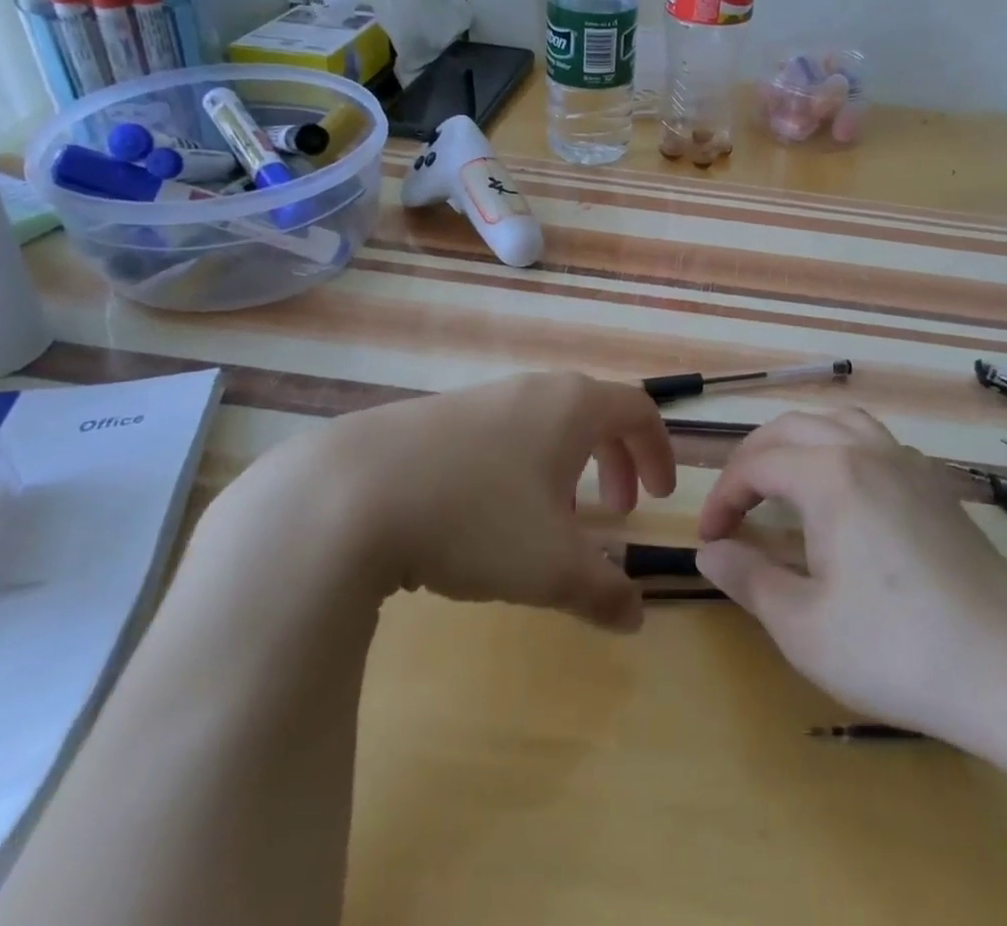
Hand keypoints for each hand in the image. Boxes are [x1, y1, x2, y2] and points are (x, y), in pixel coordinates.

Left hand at [212, 372, 675, 633]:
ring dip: (564, 468)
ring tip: (550, 522)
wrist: (347, 497)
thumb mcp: (551, 568)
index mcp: (572, 406)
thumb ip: (604, 592)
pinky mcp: (433, 419)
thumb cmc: (476, 518)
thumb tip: (636, 616)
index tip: (659, 496)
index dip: (658, 452)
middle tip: (615, 510)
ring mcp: (478, 399)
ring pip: (543, 426)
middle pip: (593, 413)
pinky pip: (500, 436)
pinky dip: (519, 469)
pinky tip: (485, 519)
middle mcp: (531, 390)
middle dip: (615, 460)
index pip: (638, 410)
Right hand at [695, 409, 1006, 768]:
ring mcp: (909, 463)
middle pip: (793, 428)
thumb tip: (708, 550)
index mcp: (830, 474)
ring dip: (799, 443)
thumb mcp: (803, 626)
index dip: (723, 496)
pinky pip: (875, 442)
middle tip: (733, 503)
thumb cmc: (895, 649)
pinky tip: (845, 494)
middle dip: (753, 458)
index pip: (757, 464)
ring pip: (839, 423)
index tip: (708, 538)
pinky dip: (841, 450)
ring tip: (782, 483)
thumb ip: (748, 577)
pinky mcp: (937, 485)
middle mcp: (868, 450)